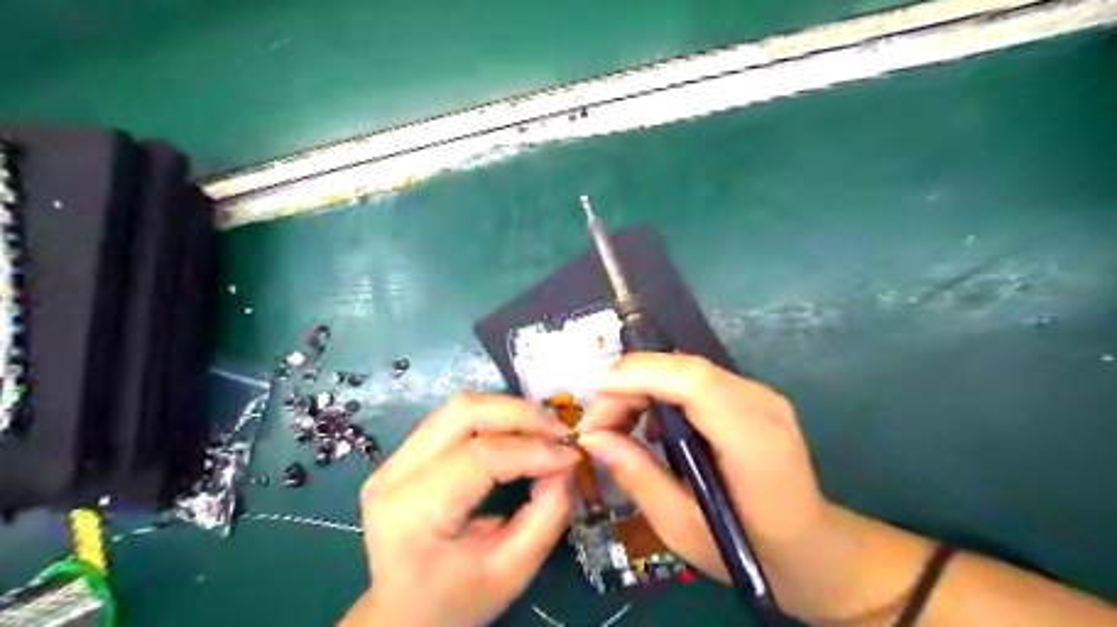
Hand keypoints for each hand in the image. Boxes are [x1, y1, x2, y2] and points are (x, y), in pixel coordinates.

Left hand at [348, 393, 574, 624]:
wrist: (401, 616)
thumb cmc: (455, 602)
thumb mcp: (512, 571)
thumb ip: (547, 514)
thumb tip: (567, 462)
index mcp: (413, 512)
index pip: (479, 456)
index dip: (532, 448)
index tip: (571, 454)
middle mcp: (394, 473)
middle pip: (463, 412)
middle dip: (520, 414)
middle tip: (559, 433)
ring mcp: (392, 460)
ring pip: (458, 407)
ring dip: (507, 412)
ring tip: (543, 432)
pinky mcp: (401, 455)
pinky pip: (453, 419)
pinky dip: (493, 419)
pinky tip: (517, 436)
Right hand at [576, 356, 826, 595]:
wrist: (813, 548)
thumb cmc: (749, 551)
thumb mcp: (681, 528)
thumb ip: (637, 476)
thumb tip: (592, 437)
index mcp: (754, 443)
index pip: (694, 383)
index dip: (639, 375)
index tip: (592, 389)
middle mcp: (761, 404)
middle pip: (685, 368)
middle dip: (629, 383)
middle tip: (596, 422)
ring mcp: (760, 395)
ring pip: (686, 368)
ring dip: (642, 385)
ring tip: (616, 424)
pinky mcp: (751, 396)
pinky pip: (696, 380)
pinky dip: (661, 391)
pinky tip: (649, 424)